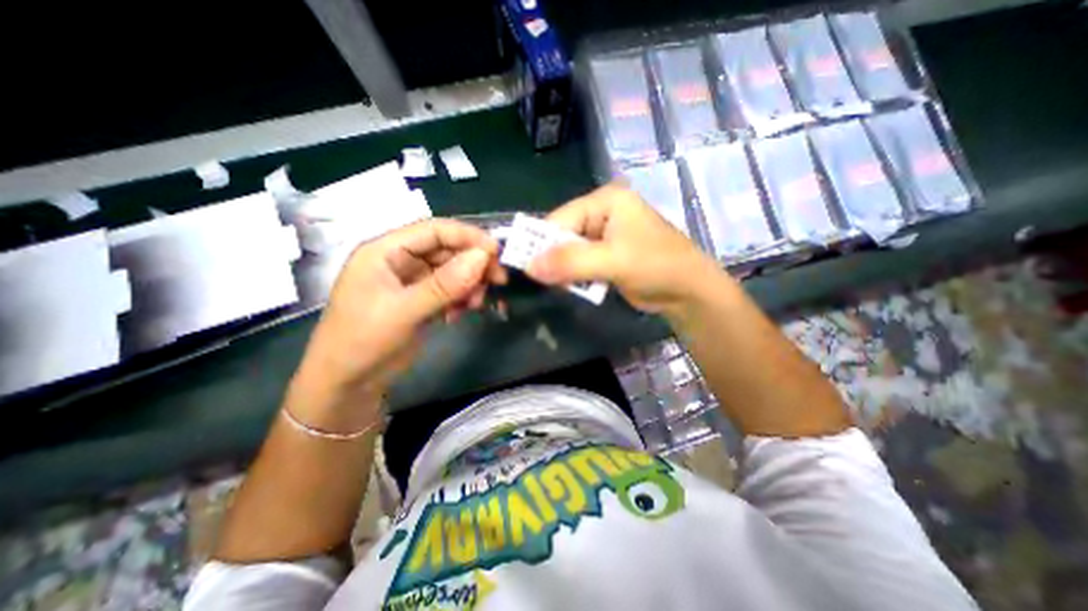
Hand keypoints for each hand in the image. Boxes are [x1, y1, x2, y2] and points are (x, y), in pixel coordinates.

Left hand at [292, 217, 504, 400]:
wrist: (348, 386)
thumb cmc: (363, 342)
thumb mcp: (404, 311)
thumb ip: (444, 284)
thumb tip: (483, 257)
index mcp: (385, 251)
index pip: (433, 230)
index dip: (467, 236)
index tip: (496, 252)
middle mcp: (400, 261)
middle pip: (446, 250)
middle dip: (473, 264)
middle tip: (498, 280)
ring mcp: (411, 282)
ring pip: (452, 272)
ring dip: (469, 284)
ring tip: (475, 304)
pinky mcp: (421, 301)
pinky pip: (449, 291)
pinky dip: (460, 299)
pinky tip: (458, 315)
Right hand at [528, 184, 719, 314]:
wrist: (688, 292)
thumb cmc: (656, 266)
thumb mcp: (613, 261)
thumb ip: (571, 262)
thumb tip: (529, 267)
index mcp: (606, 201)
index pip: (561, 218)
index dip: (543, 244)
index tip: (530, 270)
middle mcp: (603, 213)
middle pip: (564, 234)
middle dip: (555, 259)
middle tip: (548, 281)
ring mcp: (605, 234)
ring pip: (570, 251)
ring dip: (565, 269)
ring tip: (565, 286)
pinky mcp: (607, 254)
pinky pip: (580, 262)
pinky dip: (575, 275)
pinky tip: (577, 286)